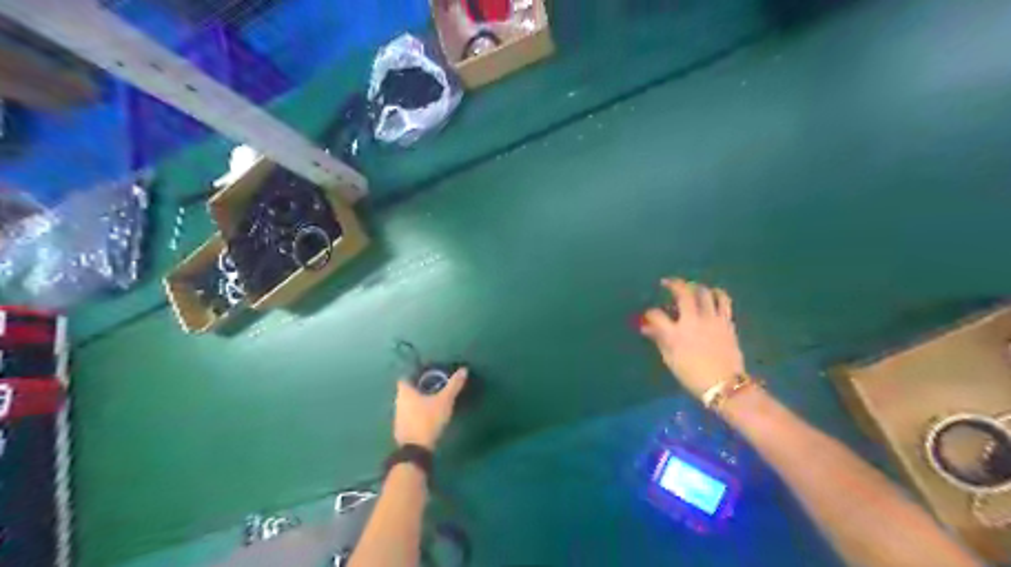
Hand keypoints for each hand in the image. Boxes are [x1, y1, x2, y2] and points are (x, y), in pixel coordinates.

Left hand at [392, 368, 468, 451]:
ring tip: (432, 399)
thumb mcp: (444, 401)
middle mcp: (398, 402)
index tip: (426, 373)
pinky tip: (427, 414)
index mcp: (405, 392)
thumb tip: (464, 369)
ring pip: (407, 403)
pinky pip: (408, 415)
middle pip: (406, 390)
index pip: (405, 377)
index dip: (414, 373)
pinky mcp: (401, 429)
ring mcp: (398, 416)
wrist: (416, 450)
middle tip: (433, 384)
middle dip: (418, 387)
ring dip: (417, 400)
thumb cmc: (428, 420)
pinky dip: (416, 412)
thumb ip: (454, 385)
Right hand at [644, 280, 744, 397]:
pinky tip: (712, 294)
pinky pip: (724, 301)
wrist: (724, 385)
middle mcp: (693, 321)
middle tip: (668, 282)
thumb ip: (659, 340)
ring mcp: (712, 320)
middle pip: (683, 294)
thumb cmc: (693, 376)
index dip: (650, 313)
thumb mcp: (671, 360)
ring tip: (690, 287)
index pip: (656, 315)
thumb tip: (647, 328)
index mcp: (675, 334)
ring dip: (695, 286)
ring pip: (704, 292)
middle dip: (673, 284)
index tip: (649, 316)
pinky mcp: (727, 322)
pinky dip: (717, 294)